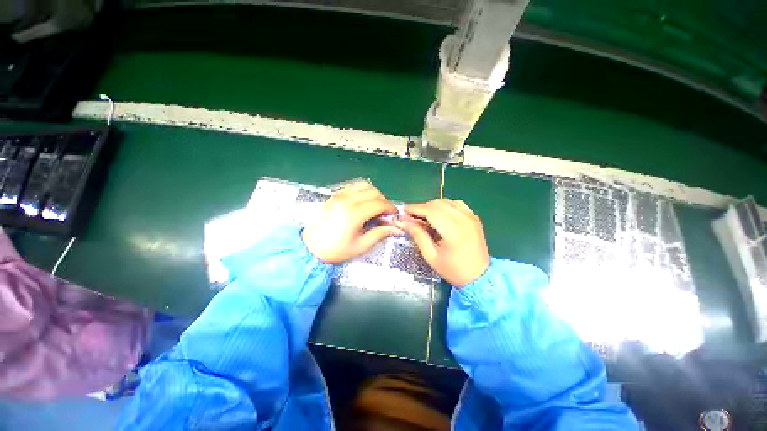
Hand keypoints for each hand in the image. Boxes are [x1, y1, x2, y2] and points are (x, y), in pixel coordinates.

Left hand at [302, 182, 401, 263]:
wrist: (309, 247)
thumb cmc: (335, 249)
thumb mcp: (360, 246)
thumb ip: (379, 234)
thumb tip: (395, 228)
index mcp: (354, 213)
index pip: (379, 204)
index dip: (390, 208)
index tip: (394, 214)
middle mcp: (347, 200)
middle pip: (373, 192)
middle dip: (384, 200)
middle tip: (385, 213)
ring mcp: (339, 195)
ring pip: (364, 185)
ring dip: (374, 193)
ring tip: (375, 206)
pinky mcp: (335, 195)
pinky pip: (353, 186)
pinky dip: (363, 191)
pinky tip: (363, 202)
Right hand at [399, 199, 489, 287]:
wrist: (479, 277)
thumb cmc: (453, 270)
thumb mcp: (431, 256)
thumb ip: (418, 235)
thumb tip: (404, 222)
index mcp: (454, 232)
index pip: (431, 211)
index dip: (415, 209)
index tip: (403, 211)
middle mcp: (464, 220)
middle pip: (438, 204)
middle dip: (421, 207)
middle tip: (411, 216)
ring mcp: (471, 217)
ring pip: (446, 201)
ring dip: (432, 206)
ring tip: (423, 216)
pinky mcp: (474, 217)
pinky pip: (456, 204)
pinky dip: (444, 206)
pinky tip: (438, 214)